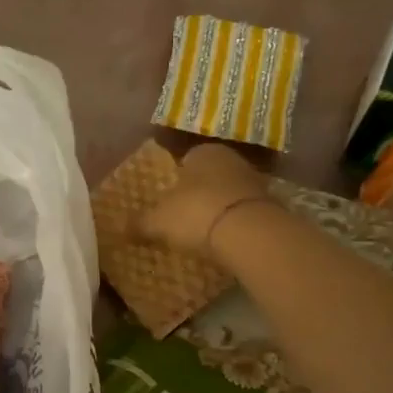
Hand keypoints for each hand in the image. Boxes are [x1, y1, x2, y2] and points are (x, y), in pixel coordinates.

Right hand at [139, 142, 269, 259]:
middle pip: (209, 177)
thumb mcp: (159, 221)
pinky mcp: (272, 206)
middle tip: (182, 218)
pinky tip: (225, 241)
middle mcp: (231, 159)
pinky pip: (244, 213)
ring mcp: (256, 181)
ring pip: (228, 194)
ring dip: (218, 209)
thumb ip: (140, 223)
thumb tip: (120, 229)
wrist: (250, 234)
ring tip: (203, 233)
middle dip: (197, 194)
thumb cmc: (196, 213)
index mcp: (203, 152)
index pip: (185, 161)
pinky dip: (235, 224)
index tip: (167, 202)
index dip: (174, 181)